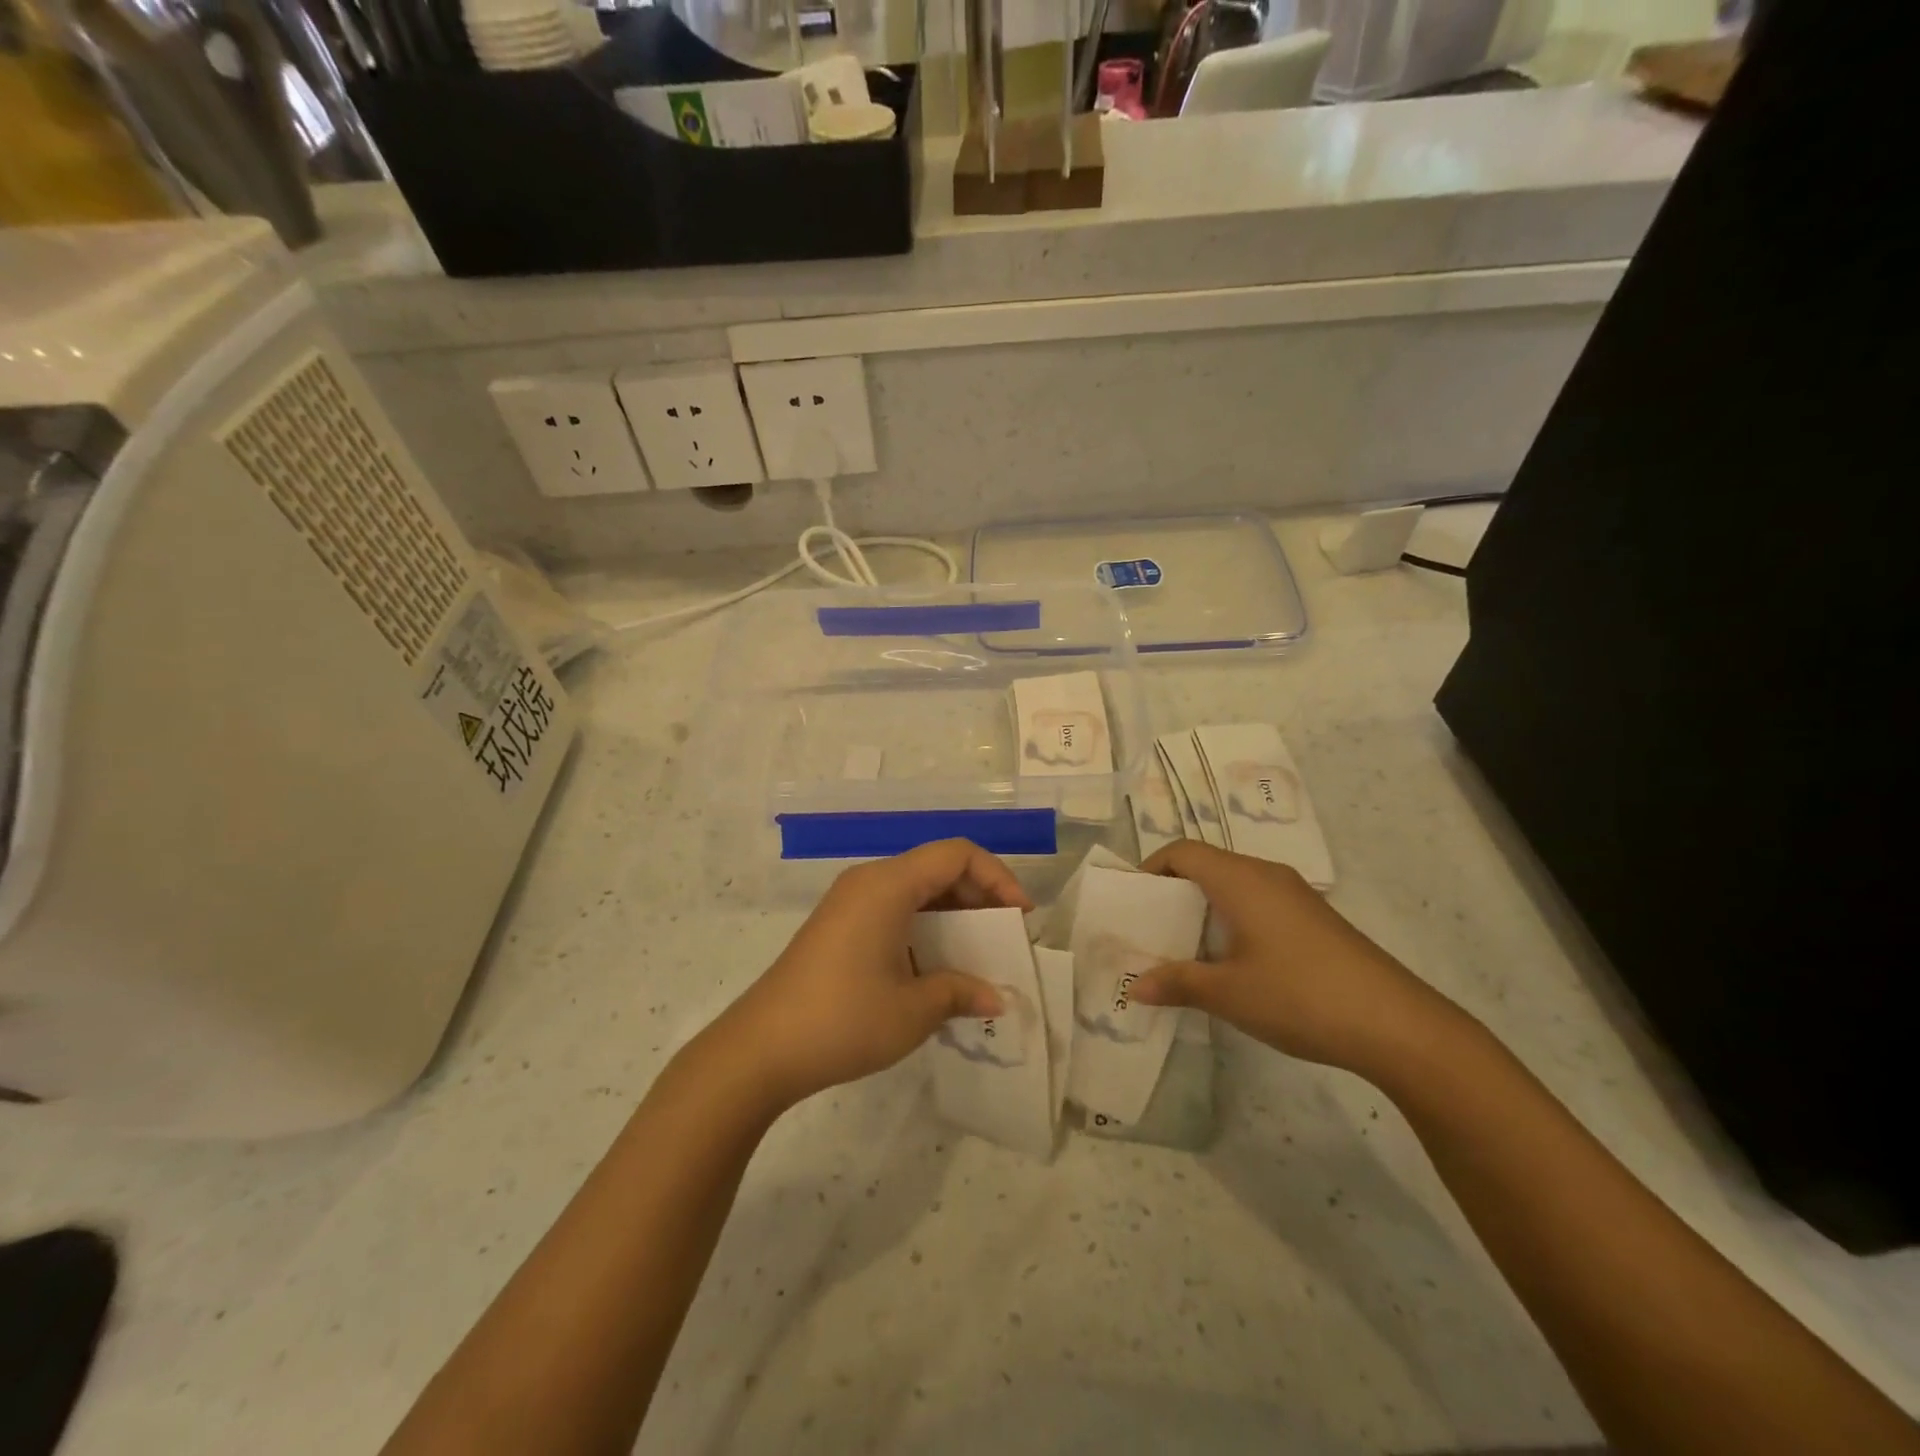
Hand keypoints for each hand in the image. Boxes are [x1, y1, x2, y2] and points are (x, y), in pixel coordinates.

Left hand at [713, 839, 1032, 1111]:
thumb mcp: (913, 1010)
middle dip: (979, 896)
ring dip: (952, 915)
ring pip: (916, 890)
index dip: (997, 877)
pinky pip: (894, 910)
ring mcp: (849, 903)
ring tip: (977, 955)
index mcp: (888, 885)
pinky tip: (937, 967)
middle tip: (1004, 937)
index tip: (1020, 916)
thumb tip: (996, 997)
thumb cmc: (843, 1019)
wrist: (761, 1049)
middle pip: (937, 868)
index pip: (956, 854)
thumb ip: (961, 992)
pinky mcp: (839, 926)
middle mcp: (869, 882)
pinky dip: (925, 927)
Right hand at [1129, 842, 1460, 1078]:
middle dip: (1173, 891)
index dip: (1151, 868)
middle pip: (1207, 865)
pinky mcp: (1315, 920)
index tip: (1132, 903)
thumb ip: (1177, 983)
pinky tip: (1233, 963)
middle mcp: (1267, 875)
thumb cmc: (1300, 996)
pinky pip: (1259, 903)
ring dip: (1204, 908)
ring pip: (1234, 885)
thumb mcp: (1228, 993)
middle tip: (1151, 929)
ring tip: (1185, 948)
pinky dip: (1232, 920)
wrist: (1398, 1025)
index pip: (1183, 852)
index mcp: (1241, 879)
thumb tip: (1135, 987)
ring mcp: (1296, 896)